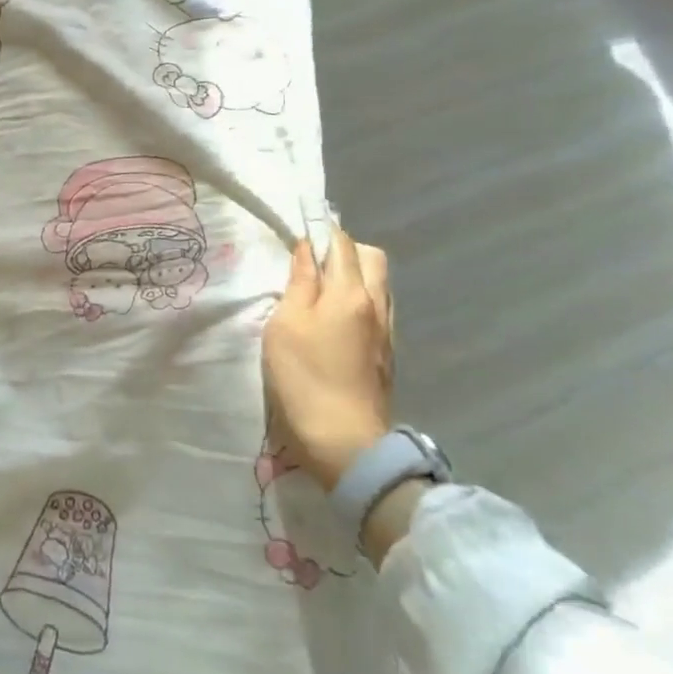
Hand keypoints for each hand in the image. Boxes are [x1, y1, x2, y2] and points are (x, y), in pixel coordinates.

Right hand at [262, 228, 393, 489]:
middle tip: (311, 262)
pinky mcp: (386, 355)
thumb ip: (299, 284)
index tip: (300, 230)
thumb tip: (306, 250)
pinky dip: (359, 300)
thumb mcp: (286, 325)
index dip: (321, 230)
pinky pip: (377, 309)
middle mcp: (376, 304)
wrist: (345, 443)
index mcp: (350, 292)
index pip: (341, 244)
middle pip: (371, 258)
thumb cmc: (305, 378)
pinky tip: (335, 320)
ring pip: (378, 283)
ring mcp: (386, 331)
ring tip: (321, 291)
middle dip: (344, 249)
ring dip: (354, 275)